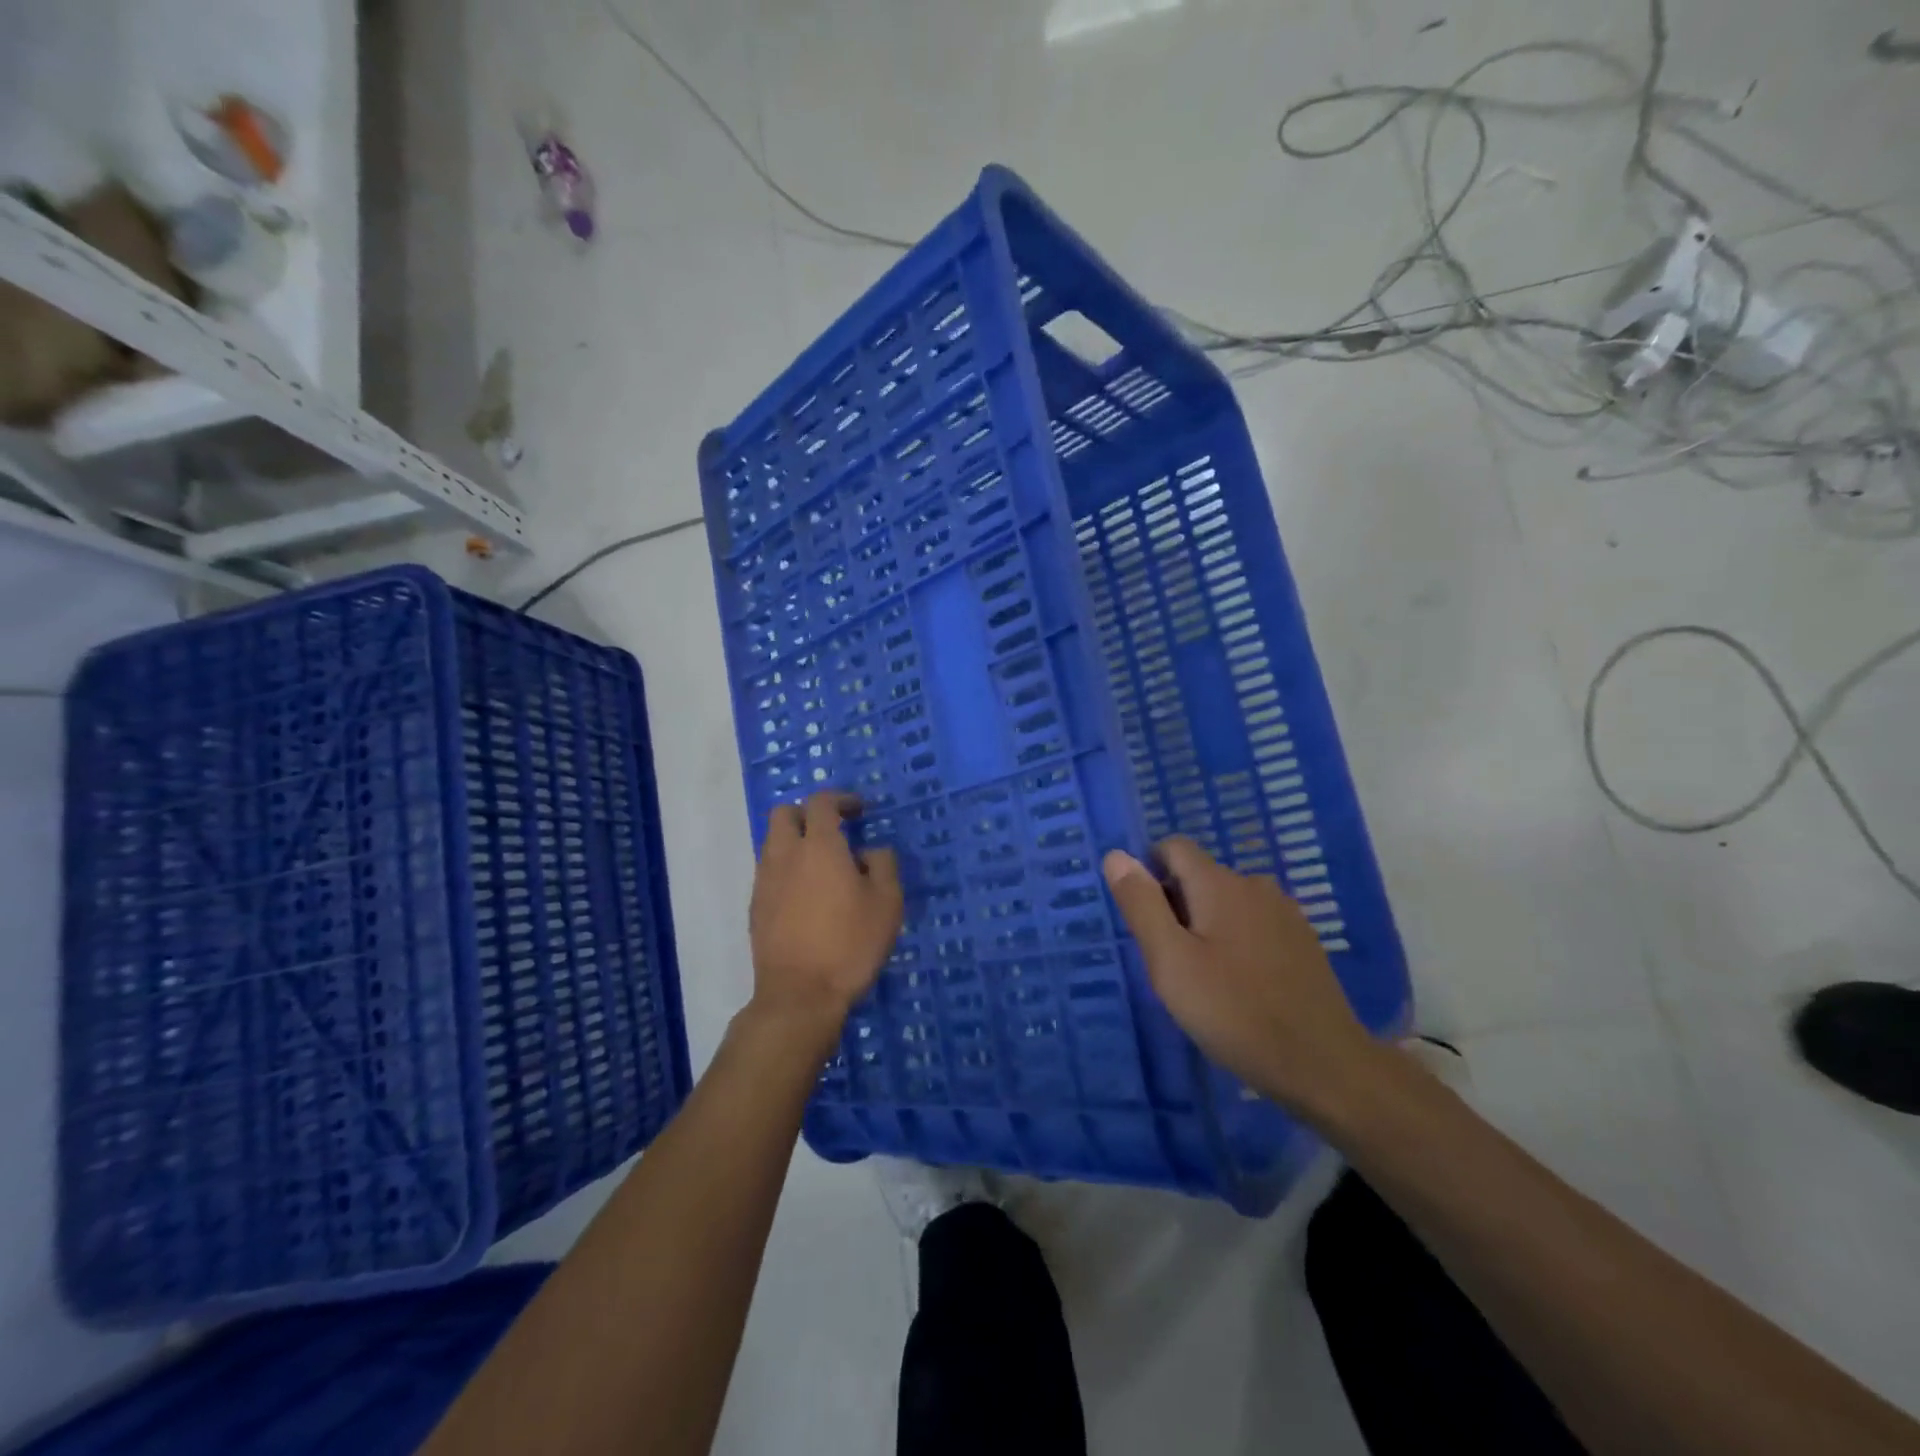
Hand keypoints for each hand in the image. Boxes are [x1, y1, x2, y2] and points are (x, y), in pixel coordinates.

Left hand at [749, 791, 902, 1044]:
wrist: (799, 995)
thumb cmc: (850, 944)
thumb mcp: (887, 903)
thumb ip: (883, 864)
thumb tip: (870, 852)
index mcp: (819, 846)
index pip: (821, 802)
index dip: (841, 799)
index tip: (859, 810)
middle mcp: (785, 855)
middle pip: (784, 813)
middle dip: (807, 813)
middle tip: (833, 830)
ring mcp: (765, 881)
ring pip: (772, 843)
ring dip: (795, 842)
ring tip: (822, 866)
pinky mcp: (755, 907)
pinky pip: (769, 872)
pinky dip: (787, 870)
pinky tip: (807, 896)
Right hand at [1102, 836, 1384, 1121]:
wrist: (1324, 1066)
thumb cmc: (1235, 1012)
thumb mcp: (1170, 962)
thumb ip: (1142, 905)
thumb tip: (1117, 855)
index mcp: (1219, 883)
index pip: (1173, 847)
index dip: (1148, 872)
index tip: (1144, 919)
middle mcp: (1254, 885)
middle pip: (1199, 876)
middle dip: (1175, 905)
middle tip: (1169, 961)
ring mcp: (1284, 913)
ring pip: (1227, 902)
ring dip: (1206, 925)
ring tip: (1202, 978)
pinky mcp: (1303, 942)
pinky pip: (1254, 924)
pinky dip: (1236, 941)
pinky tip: (1240, 986)